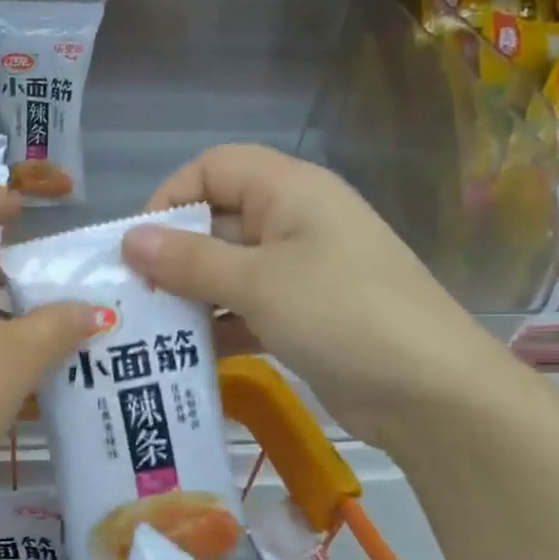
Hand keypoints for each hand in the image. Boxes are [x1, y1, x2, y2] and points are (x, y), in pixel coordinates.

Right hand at [122, 145, 526, 452]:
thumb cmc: (341, 314)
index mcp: (290, 191)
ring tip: (147, 331)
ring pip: (228, 271)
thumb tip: (129, 239)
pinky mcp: (302, 315)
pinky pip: (246, 309)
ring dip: (190, 296)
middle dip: (172, 256)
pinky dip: (217, 327)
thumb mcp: (258, 282)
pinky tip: (187, 356)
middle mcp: (294, 222)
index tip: (139, 246)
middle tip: (131, 297)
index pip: (214, 168)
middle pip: (217, 221)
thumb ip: (189, 260)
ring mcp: (300, 271)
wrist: (429, 391)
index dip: (171, 197)